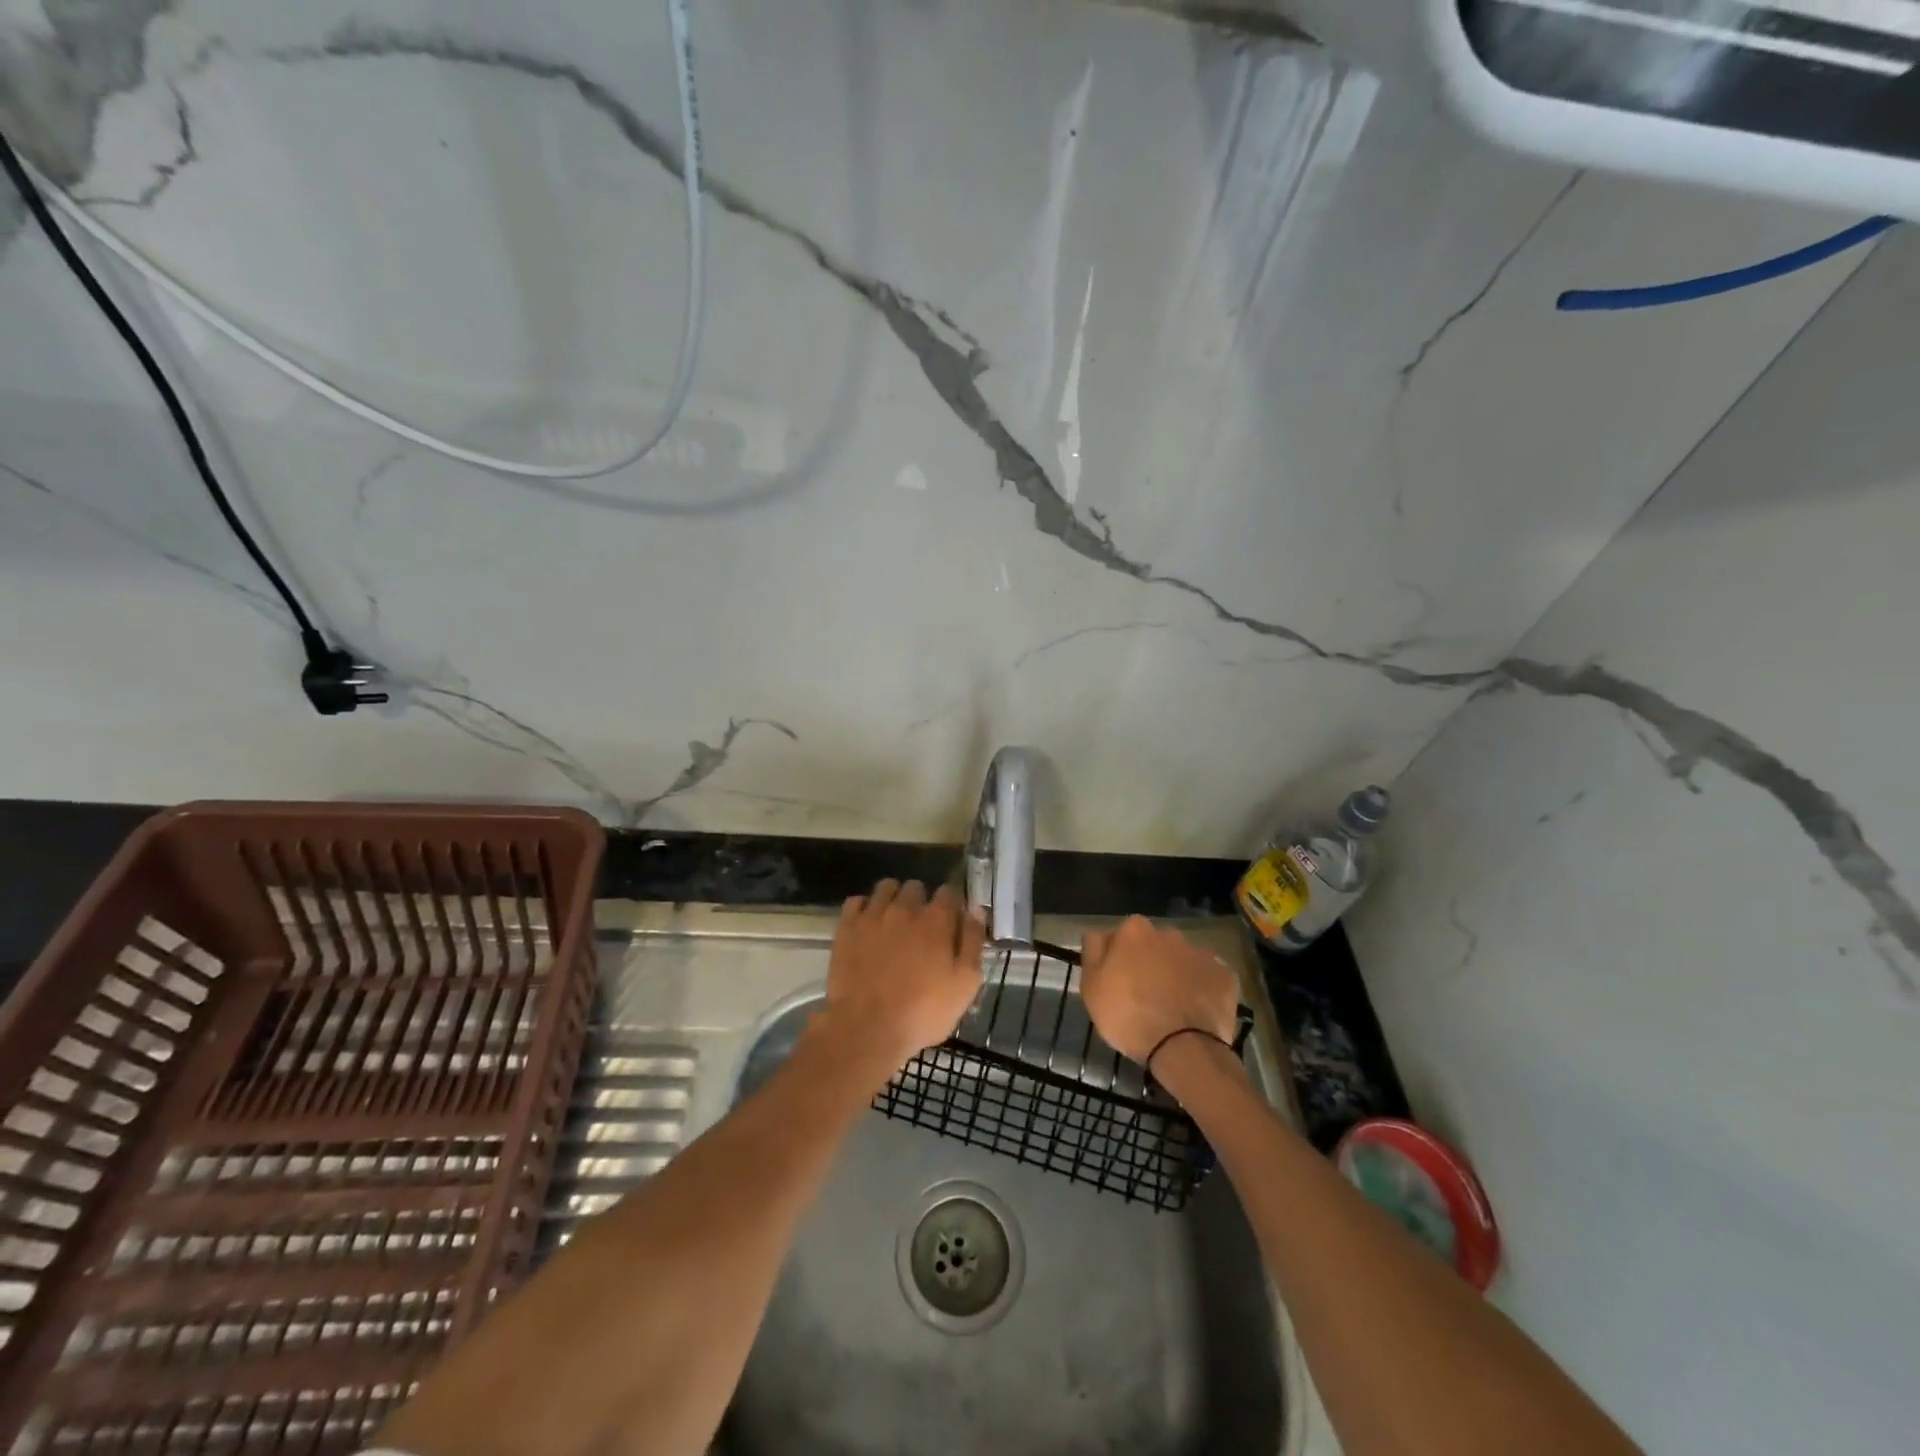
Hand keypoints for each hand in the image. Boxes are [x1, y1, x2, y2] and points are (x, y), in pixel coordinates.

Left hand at [821, 880, 984, 1072]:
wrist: (868, 1029)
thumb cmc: (923, 1012)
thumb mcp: (965, 984)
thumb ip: (973, 941)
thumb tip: (975, 910)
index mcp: (937, 920)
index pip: (950, 891)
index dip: (953, 903)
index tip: (951, 920)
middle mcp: (905, 908)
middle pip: (916, 887)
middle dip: (922, 900)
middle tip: (922, 926)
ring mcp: (873, 915)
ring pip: (886, 887)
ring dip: (893, 898)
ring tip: (894, 921)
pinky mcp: (847, 927)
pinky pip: (856, 902)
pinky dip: (864, 909)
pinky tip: (868, 926)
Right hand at [1080, 915, 1238, 1067]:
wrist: (1182, 1049)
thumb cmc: (1128, 1015)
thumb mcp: (1091, 986)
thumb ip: (1093, 952)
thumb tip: (1100, 936)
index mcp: (1135, 930)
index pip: (1119, 937)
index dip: (1116, 960)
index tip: (1116, 983)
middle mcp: (1169, 933)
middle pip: (1153, 946)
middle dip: (1148, 963)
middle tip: (1143, 996)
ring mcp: (1201, 953)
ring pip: (1181, 961)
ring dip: (1175, 975)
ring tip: (1171, 1008)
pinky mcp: (1225, 976)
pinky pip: (1207, 979)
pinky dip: (1201, 990)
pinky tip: (1194, 1012)